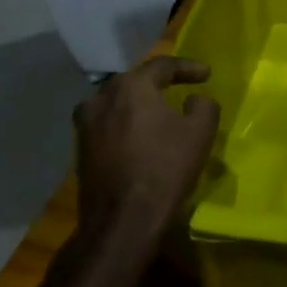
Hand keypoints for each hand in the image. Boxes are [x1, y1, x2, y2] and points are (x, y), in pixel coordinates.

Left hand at [72, 57, 218, 242]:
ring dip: (139, 103)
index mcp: (130, 86)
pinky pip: (108, 123)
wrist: (122, 221)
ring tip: (159, 110)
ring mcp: (85, 124)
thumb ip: (203, 105)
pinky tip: (140, 135)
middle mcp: (101, 98)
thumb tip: (194, 99)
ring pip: (118, 103)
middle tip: (181, 86)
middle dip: (159, 83)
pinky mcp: (80, 149)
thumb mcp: (201, 132)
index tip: (206, 74)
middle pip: (135, 81)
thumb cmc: (165, 168)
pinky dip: (126, 123)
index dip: (188, 67)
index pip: (162, 65)